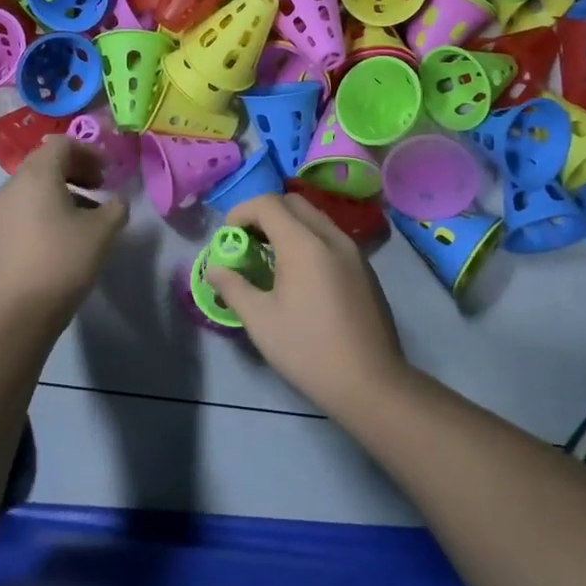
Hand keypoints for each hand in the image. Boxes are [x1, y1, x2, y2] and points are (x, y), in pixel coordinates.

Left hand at [0, 135, 129, 321]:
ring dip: (61, 190)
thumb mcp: (103, 232)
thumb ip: (116, 207)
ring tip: (85, 215)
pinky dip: (44, 208)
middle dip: (76, 169)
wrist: (17, 312)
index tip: (108, 171)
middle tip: (100, 187)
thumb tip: (117, 200)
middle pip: (45, 162)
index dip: (89, 151)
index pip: (62, 143)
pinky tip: (61, 235)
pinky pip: (22, 207)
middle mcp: (12, 185)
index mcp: (37, 175)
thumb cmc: (64, 262)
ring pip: (33, 186)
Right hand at [206, 194, 410, 415]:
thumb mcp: (259, 320)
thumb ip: (233, 287)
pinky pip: (331, 237)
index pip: (268, 203)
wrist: (370, 382)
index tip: (227, 236)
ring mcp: (353, 251)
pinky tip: (300, 275)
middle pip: (293, 203)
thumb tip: (215, 269)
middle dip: (265, 214)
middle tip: (247, 242)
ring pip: (315, 218)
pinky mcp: (365, 269)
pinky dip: (309, 239)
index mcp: (304, 244)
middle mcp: (331, 237)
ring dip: (288, 225)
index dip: (241, 212)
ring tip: (271, 258)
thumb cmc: (307, 350)